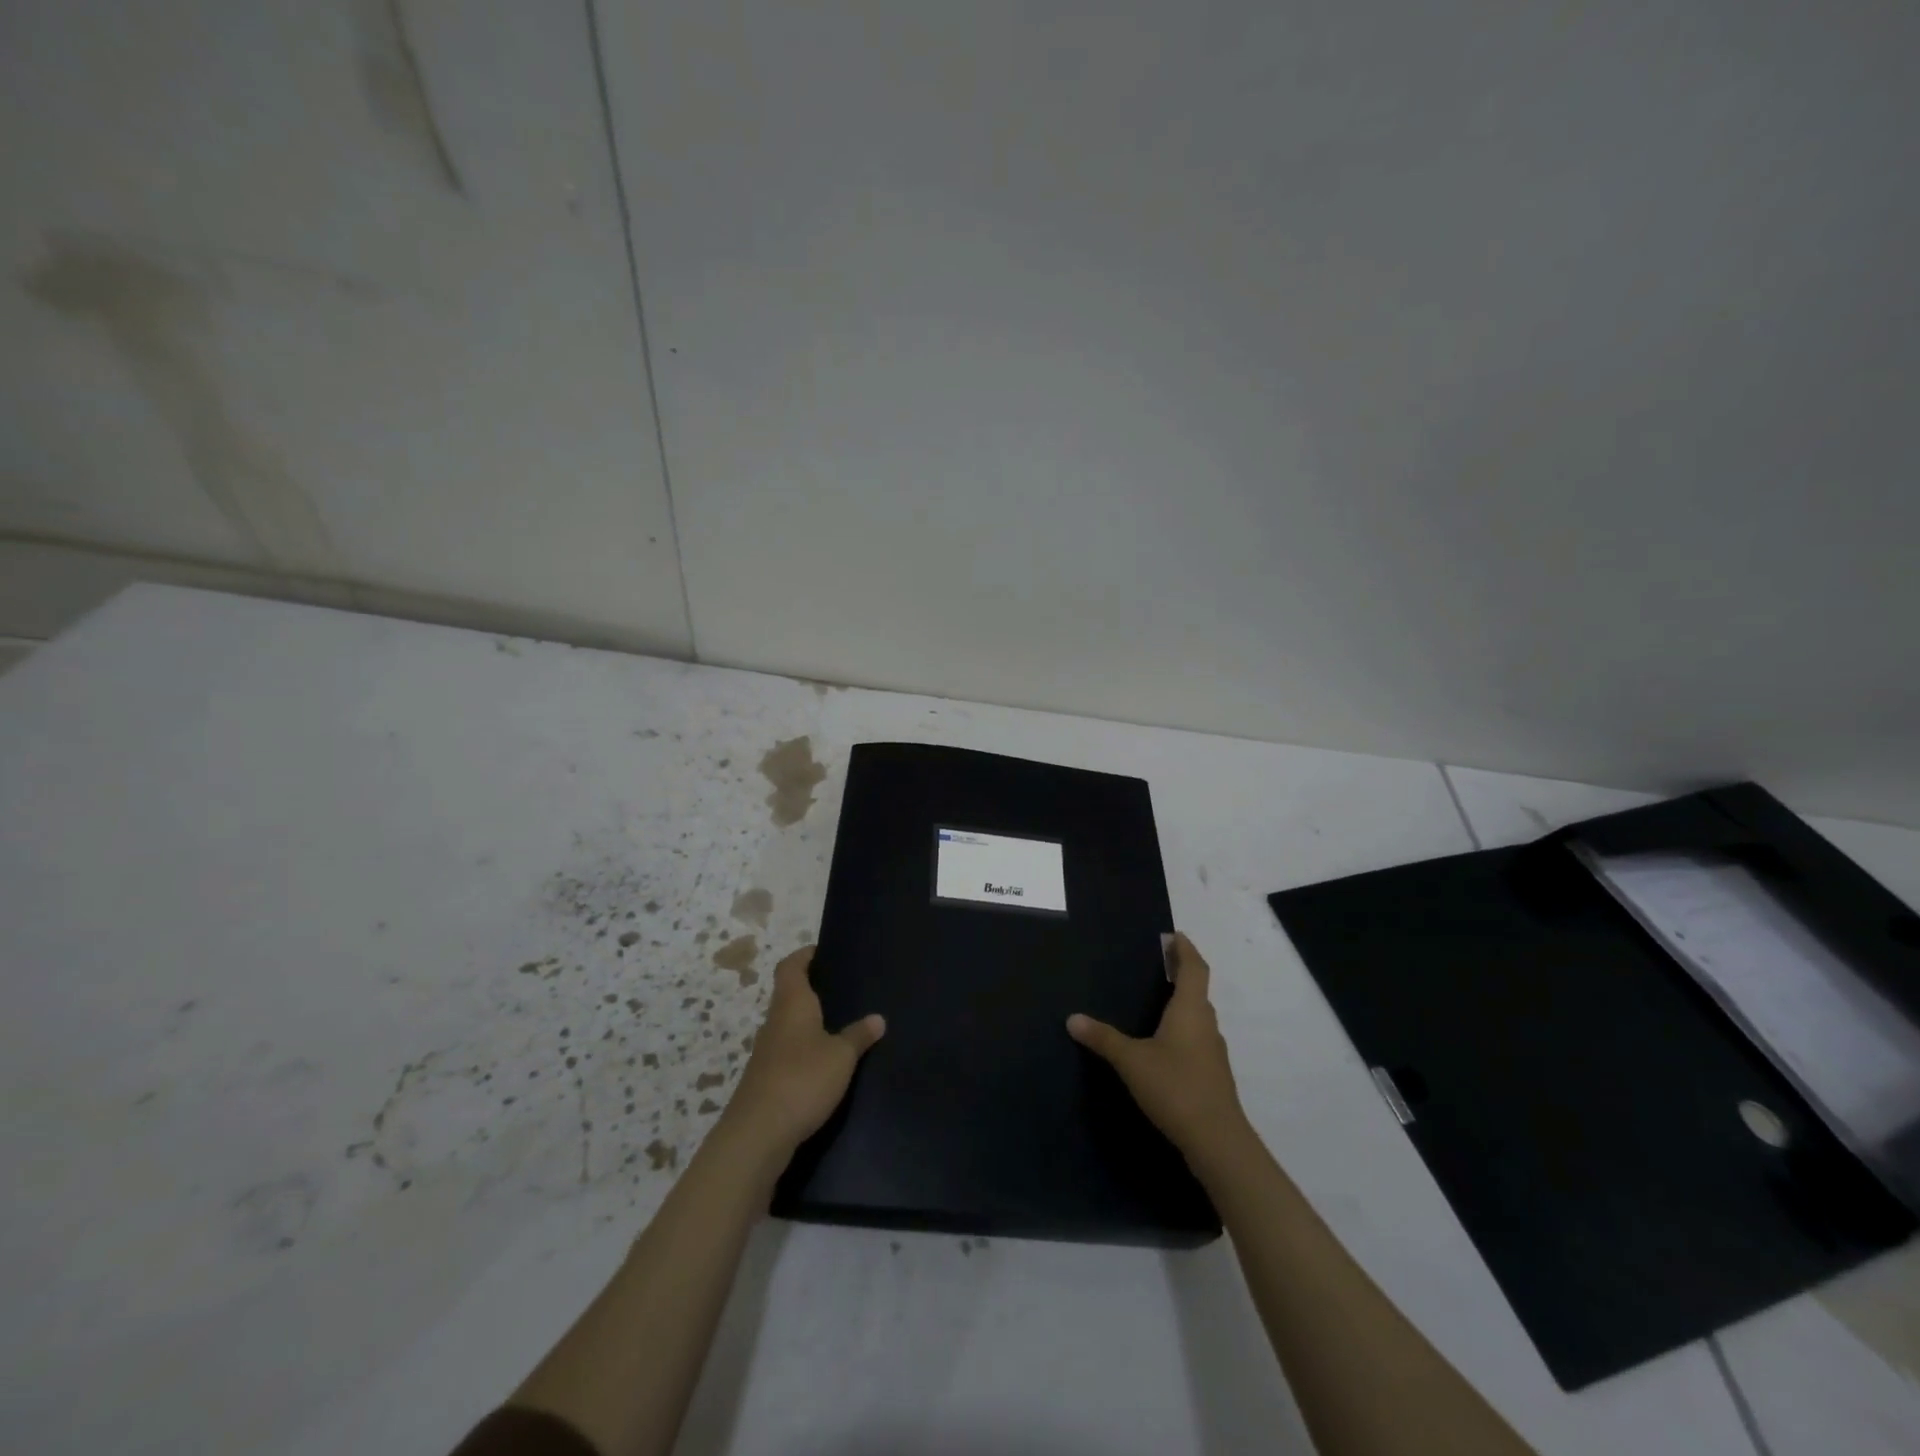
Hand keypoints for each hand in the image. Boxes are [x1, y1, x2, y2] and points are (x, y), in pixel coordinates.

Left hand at [719, 945, 884, 1161]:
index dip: (805, 955)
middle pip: (789, 994)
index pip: (791, 966)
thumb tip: (877, 1018)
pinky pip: (788, 1052)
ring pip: (788, 1024)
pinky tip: (825, 1063)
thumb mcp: (841, 1056)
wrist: (757, 1135)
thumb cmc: (802, 1079)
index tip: (824, 952)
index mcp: (791, 1004)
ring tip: (840, 1024)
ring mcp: (767, 1052)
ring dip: (809, 1022)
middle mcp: (775, 1021)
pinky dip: (804, 1050)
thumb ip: (859, 1035)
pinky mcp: (766, 1079)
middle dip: (812, 989)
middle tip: (843, 988)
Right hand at [1068, 933, 1250, 1168]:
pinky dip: (1183, 1029)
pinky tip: (1164, 1044)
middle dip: (1182, 973)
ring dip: (1183, 1002)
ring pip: (1199, 1016)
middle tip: (1159, 963)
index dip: (1185, 949)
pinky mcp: (1212, 1075)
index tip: (1174, 935)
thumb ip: (1103, 1038)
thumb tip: (1072, 1018)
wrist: (1217, 1141)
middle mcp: (1206, 1024)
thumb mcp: (1131, 1061)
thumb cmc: (1175, 1087)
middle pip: (1198, 990)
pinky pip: (1197, 1039)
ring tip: (1158, 1000)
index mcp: (1191, 1010)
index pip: (1194, 968)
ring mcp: (1213, 1052)